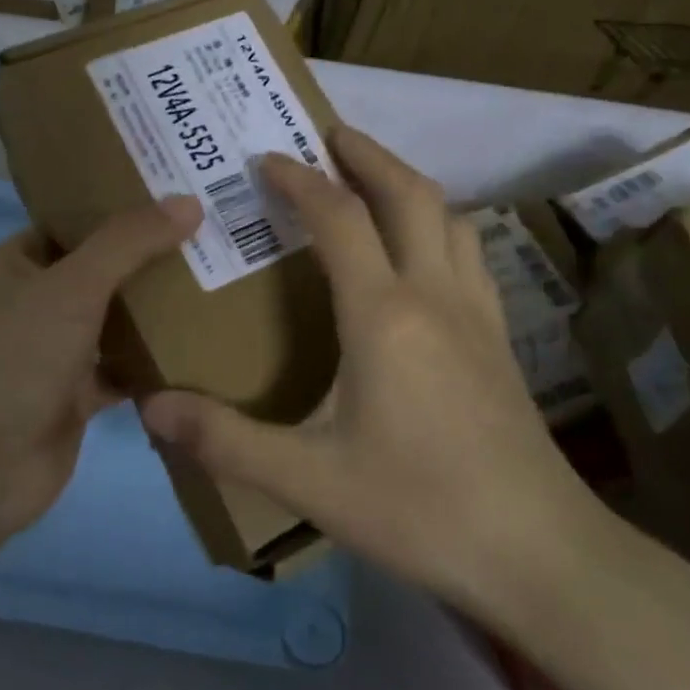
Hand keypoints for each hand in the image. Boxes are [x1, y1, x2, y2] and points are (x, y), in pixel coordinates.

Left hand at [0, 195, 201, 538]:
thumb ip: (129, 243)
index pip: (75, 222)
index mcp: (18, 264)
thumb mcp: (71, 287)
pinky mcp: (76, 397)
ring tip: (218, 284)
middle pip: (102, 270)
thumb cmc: (14, 359)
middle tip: (215, 238)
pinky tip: (202, 349)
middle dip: (150, 259)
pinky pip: (122, 369)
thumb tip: (189, 202)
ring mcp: (55, 352)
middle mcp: (35, 302)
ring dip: (156, 311)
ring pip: (114, 321)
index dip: (121, 206)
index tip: (180, 195)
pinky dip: (153, 363)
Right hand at [140, 127, 640, 638]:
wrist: (539, 554)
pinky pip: (469, 256)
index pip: (339, 218)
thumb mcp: (308, 480)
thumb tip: (150, 409)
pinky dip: (439, 228)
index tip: (266, 158)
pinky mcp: (501, 342)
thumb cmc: (419, 508)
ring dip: (409, 186)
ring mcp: (478, 316)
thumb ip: (225, 439)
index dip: (299, 180)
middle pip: (410, 194)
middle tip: (328, 136)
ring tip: (372, 185)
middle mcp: (435, 296)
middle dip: (367, 155)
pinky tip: (422, 257)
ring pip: (451, 219)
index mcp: (384, 315)